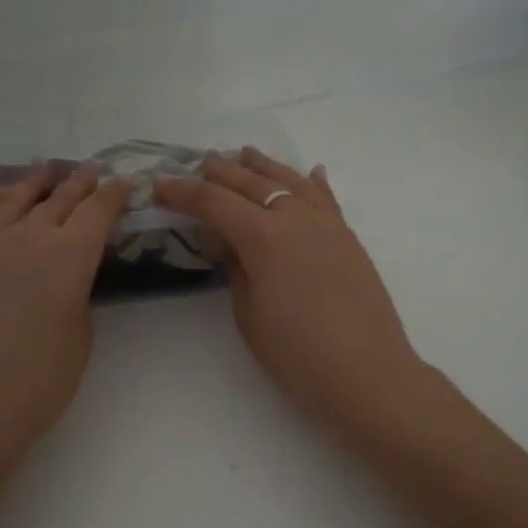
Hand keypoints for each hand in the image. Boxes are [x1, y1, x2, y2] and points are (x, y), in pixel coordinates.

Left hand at [0, 165, 129, 485]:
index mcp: (68, 256)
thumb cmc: (40, 382)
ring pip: (12, 196)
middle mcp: (26, 236)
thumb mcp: (81, 333)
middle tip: (91, 173)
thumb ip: (80, 289)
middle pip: (58, 197)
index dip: (113, 195)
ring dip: (35, 181)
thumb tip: (71, 269)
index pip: (97, 210)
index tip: (123, 184)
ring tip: (46, 172)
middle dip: (80, 183)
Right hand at [153, 149, 431, 441]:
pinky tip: (310, 173)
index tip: (160, 185)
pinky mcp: (348, 238)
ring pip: (291, 181)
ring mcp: (327, 224)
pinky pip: (326, 199)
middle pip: (252, 183)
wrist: (367, 373)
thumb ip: (236, 270)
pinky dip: (312, 183)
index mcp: (263, 236)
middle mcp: (295, 217)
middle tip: (199, 165)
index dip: (183, 192)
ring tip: (246, 155)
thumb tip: (230, 242)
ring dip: (265, 166)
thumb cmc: (297, 354)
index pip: (214, 202)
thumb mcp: (249, 314)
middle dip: (221, 173)